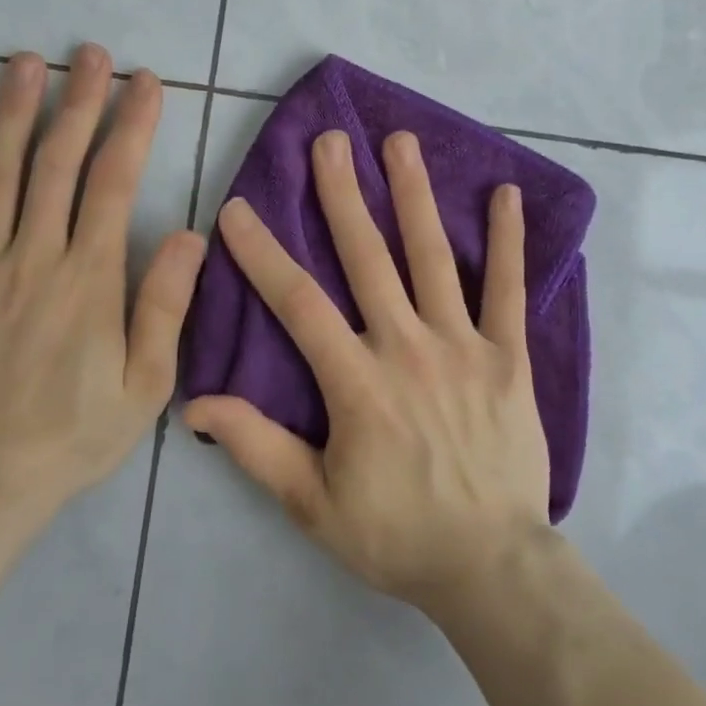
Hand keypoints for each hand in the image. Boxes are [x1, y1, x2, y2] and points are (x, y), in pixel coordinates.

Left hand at [0, 44, 205, 512]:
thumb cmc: (74, 435)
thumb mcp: (146, 385)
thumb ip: (165, 305)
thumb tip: (188, 233)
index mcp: (88, 280)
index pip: (113, 183)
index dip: (131, 126)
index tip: (146, 83)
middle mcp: (32, 260)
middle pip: (55, 163)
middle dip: (78, 102)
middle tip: (89, 53)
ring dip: (13, 113)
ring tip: (25, 62)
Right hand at [183, 128, 551, 614]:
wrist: (491, 565)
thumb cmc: (396, 534)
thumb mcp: (312, 504)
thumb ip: (256, 447)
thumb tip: (196, 403)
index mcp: (357, 381)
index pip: (298, 303)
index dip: (263, 253)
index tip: (237, 209)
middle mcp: (407, 346)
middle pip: (367, 257)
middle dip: (342, 194)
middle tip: (330, 140)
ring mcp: (463, 345)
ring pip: (433, 257)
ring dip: (414, 195)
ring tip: (401, 142)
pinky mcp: (509, 355)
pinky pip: (508, 290)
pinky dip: (508, 242)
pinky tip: (506, 195)